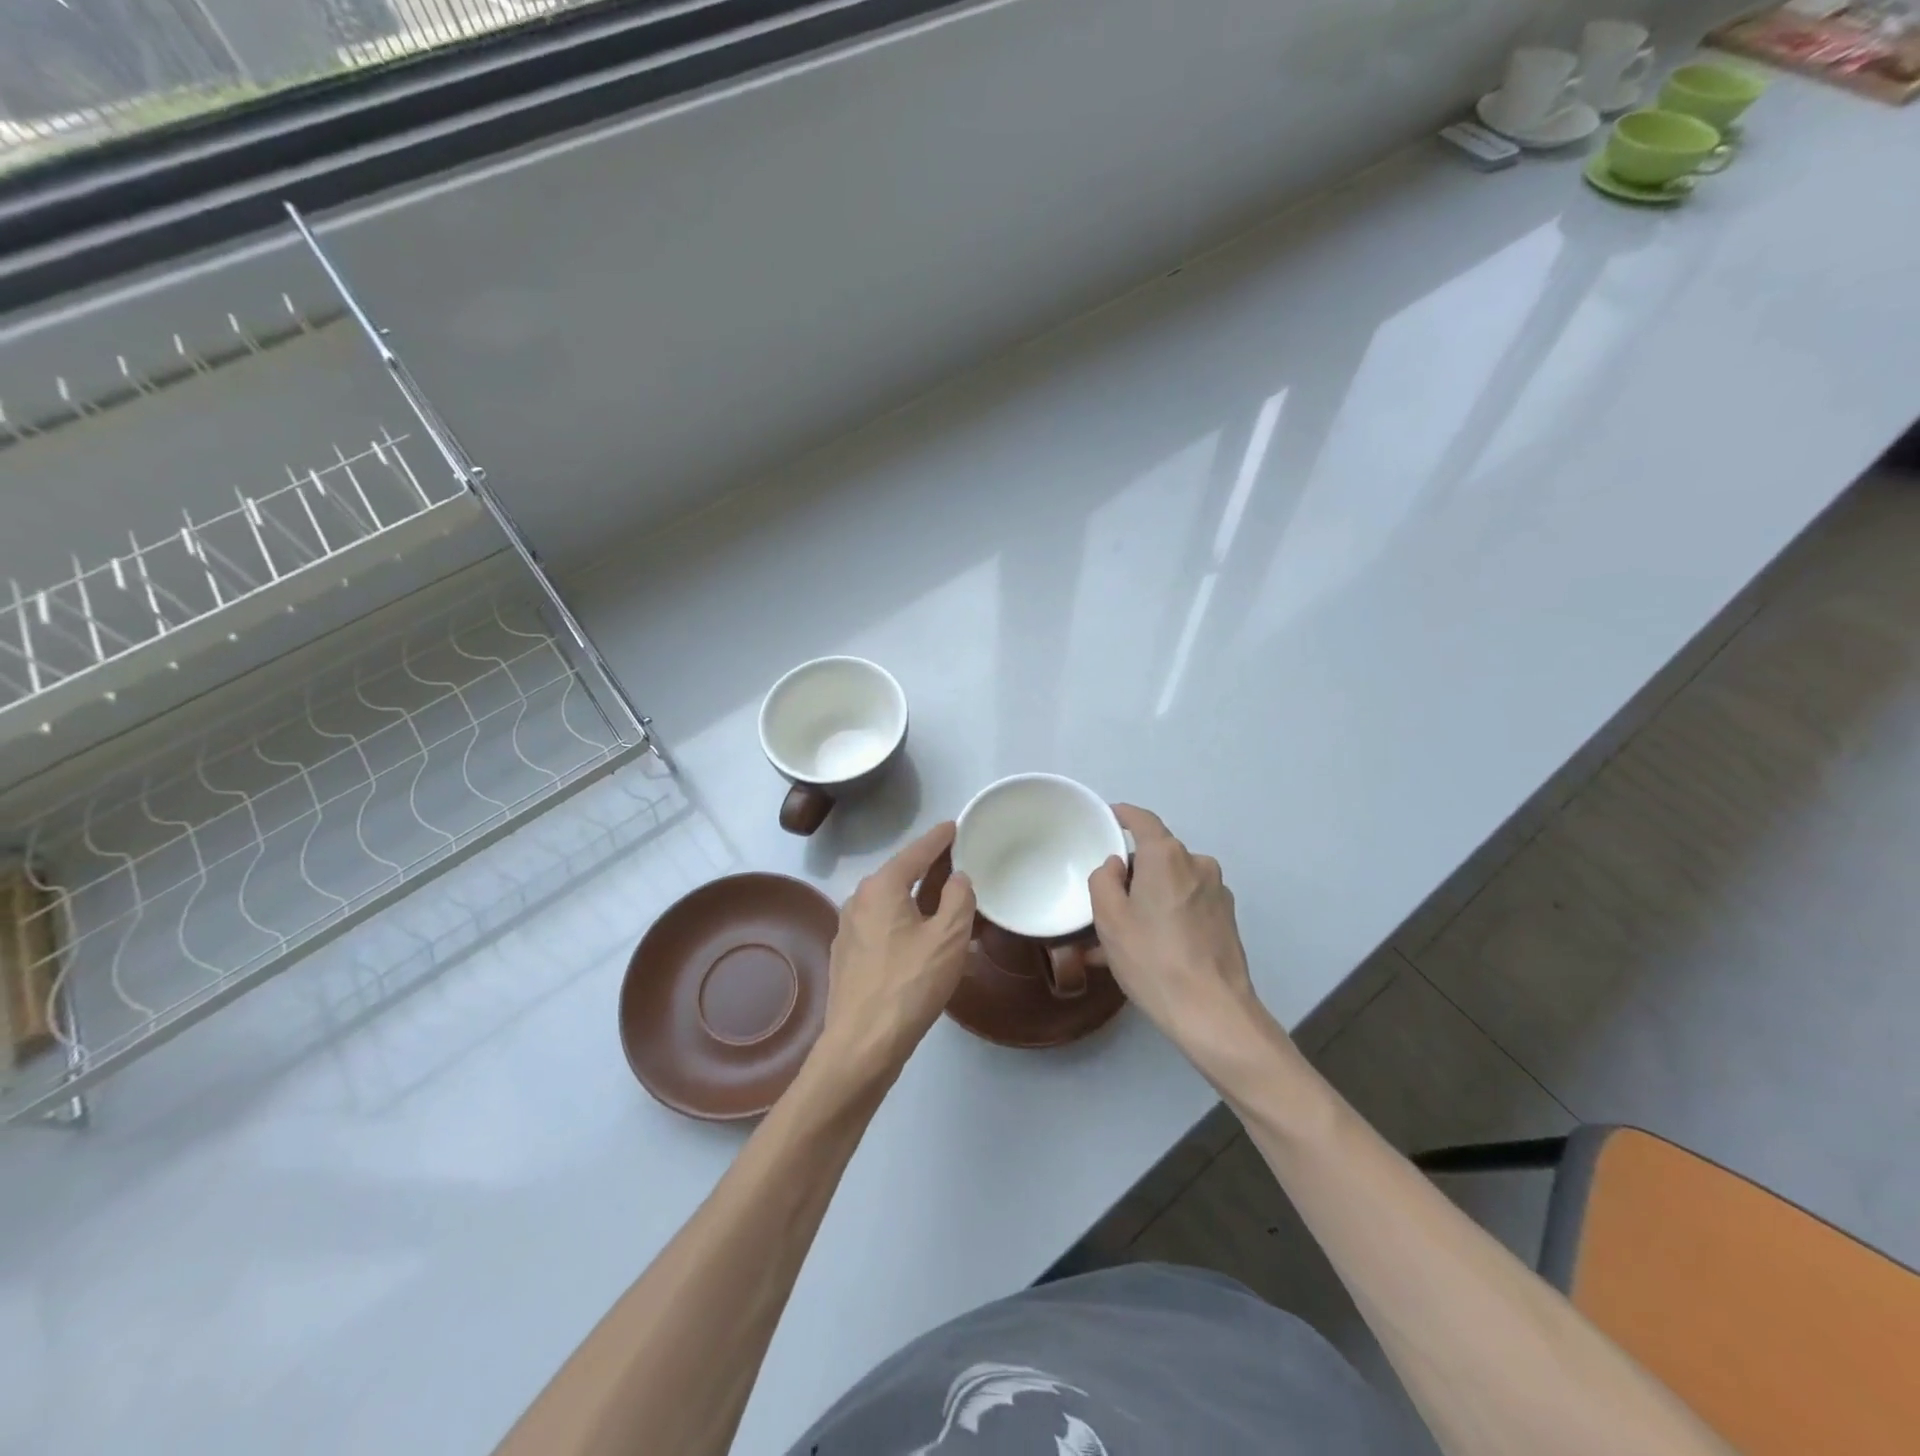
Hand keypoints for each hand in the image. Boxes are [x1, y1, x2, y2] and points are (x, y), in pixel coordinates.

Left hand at [815, 821, 975, 1086]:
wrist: (862, 1044)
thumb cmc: (910, 984)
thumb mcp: (948, 937)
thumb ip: (959, 899)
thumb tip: (958, 879)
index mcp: (881, 887)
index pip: (916, 852)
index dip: (939, 839)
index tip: (955, 826)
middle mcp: (859, 900)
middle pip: (901, 875)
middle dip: (930, 869)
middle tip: (959, 865)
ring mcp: (849, 930)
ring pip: (892, 904)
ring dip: (919, 900)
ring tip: (947, 904)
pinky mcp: (848, 957)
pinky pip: (883, 927)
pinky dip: (906, 923)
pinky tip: (922, 940)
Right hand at [1089, 805, 1293, 1079]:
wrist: (1213, 1012)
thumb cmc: (1152, 959)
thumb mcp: (1109, 919)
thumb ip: (1104, 880)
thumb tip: (1117, 865)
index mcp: (1167, 856)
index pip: (1142, 820)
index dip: (1122, 815)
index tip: (1107, 818)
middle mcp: (1198, 864)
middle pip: (1157, 856)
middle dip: (1132, 871)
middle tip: (1106, 900)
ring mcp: (1218, 893)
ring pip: (1173, 884)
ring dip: (1149, 898)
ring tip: (1124, 935)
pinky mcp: (1227, 920)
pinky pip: (1188, 905)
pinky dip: (1168, 916)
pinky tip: (1151, 949)